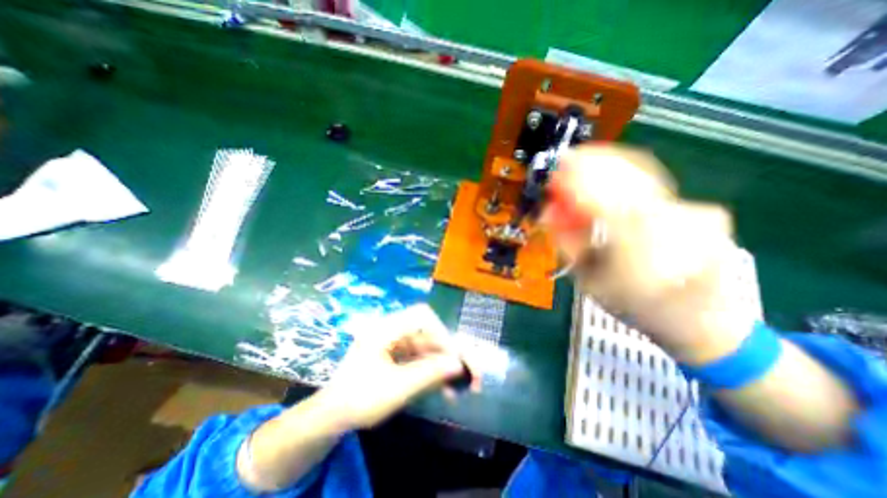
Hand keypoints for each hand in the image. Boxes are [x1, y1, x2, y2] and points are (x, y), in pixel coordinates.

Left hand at [319, 305, 482, 428]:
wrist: (332, 416)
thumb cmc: (359, 400)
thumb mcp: (396, 388)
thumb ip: (429, 373)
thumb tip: (458, 364)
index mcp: (385, 329)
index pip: (422, 316)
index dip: (441, 333)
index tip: (452, 358)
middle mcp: (391, 329)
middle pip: (428, 330)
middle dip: (448, 352)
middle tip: (466, 373)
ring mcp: (394, 341)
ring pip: (427, 344)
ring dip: (442, 363)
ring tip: (456, 386)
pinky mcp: (396, 353)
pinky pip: (420, 355)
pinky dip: (433, 368)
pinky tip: (442, 386)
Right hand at [548, 145, 754, 361]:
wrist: (700, 321)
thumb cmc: (633, 306)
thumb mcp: (588, 281)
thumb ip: (568, 242)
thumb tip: (549, 212)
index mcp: (637, 250)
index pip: (601, 201)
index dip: (576, 181)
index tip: (557, 168)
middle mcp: (672, 225)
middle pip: (625, 179)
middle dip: (591, 164)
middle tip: (567, 159)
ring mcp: (695, 214)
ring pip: (644, 175)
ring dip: (609, 163)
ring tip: (584, 159)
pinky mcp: (704, 210)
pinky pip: (657, 184)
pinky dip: (630, 172)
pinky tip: (611, 169)